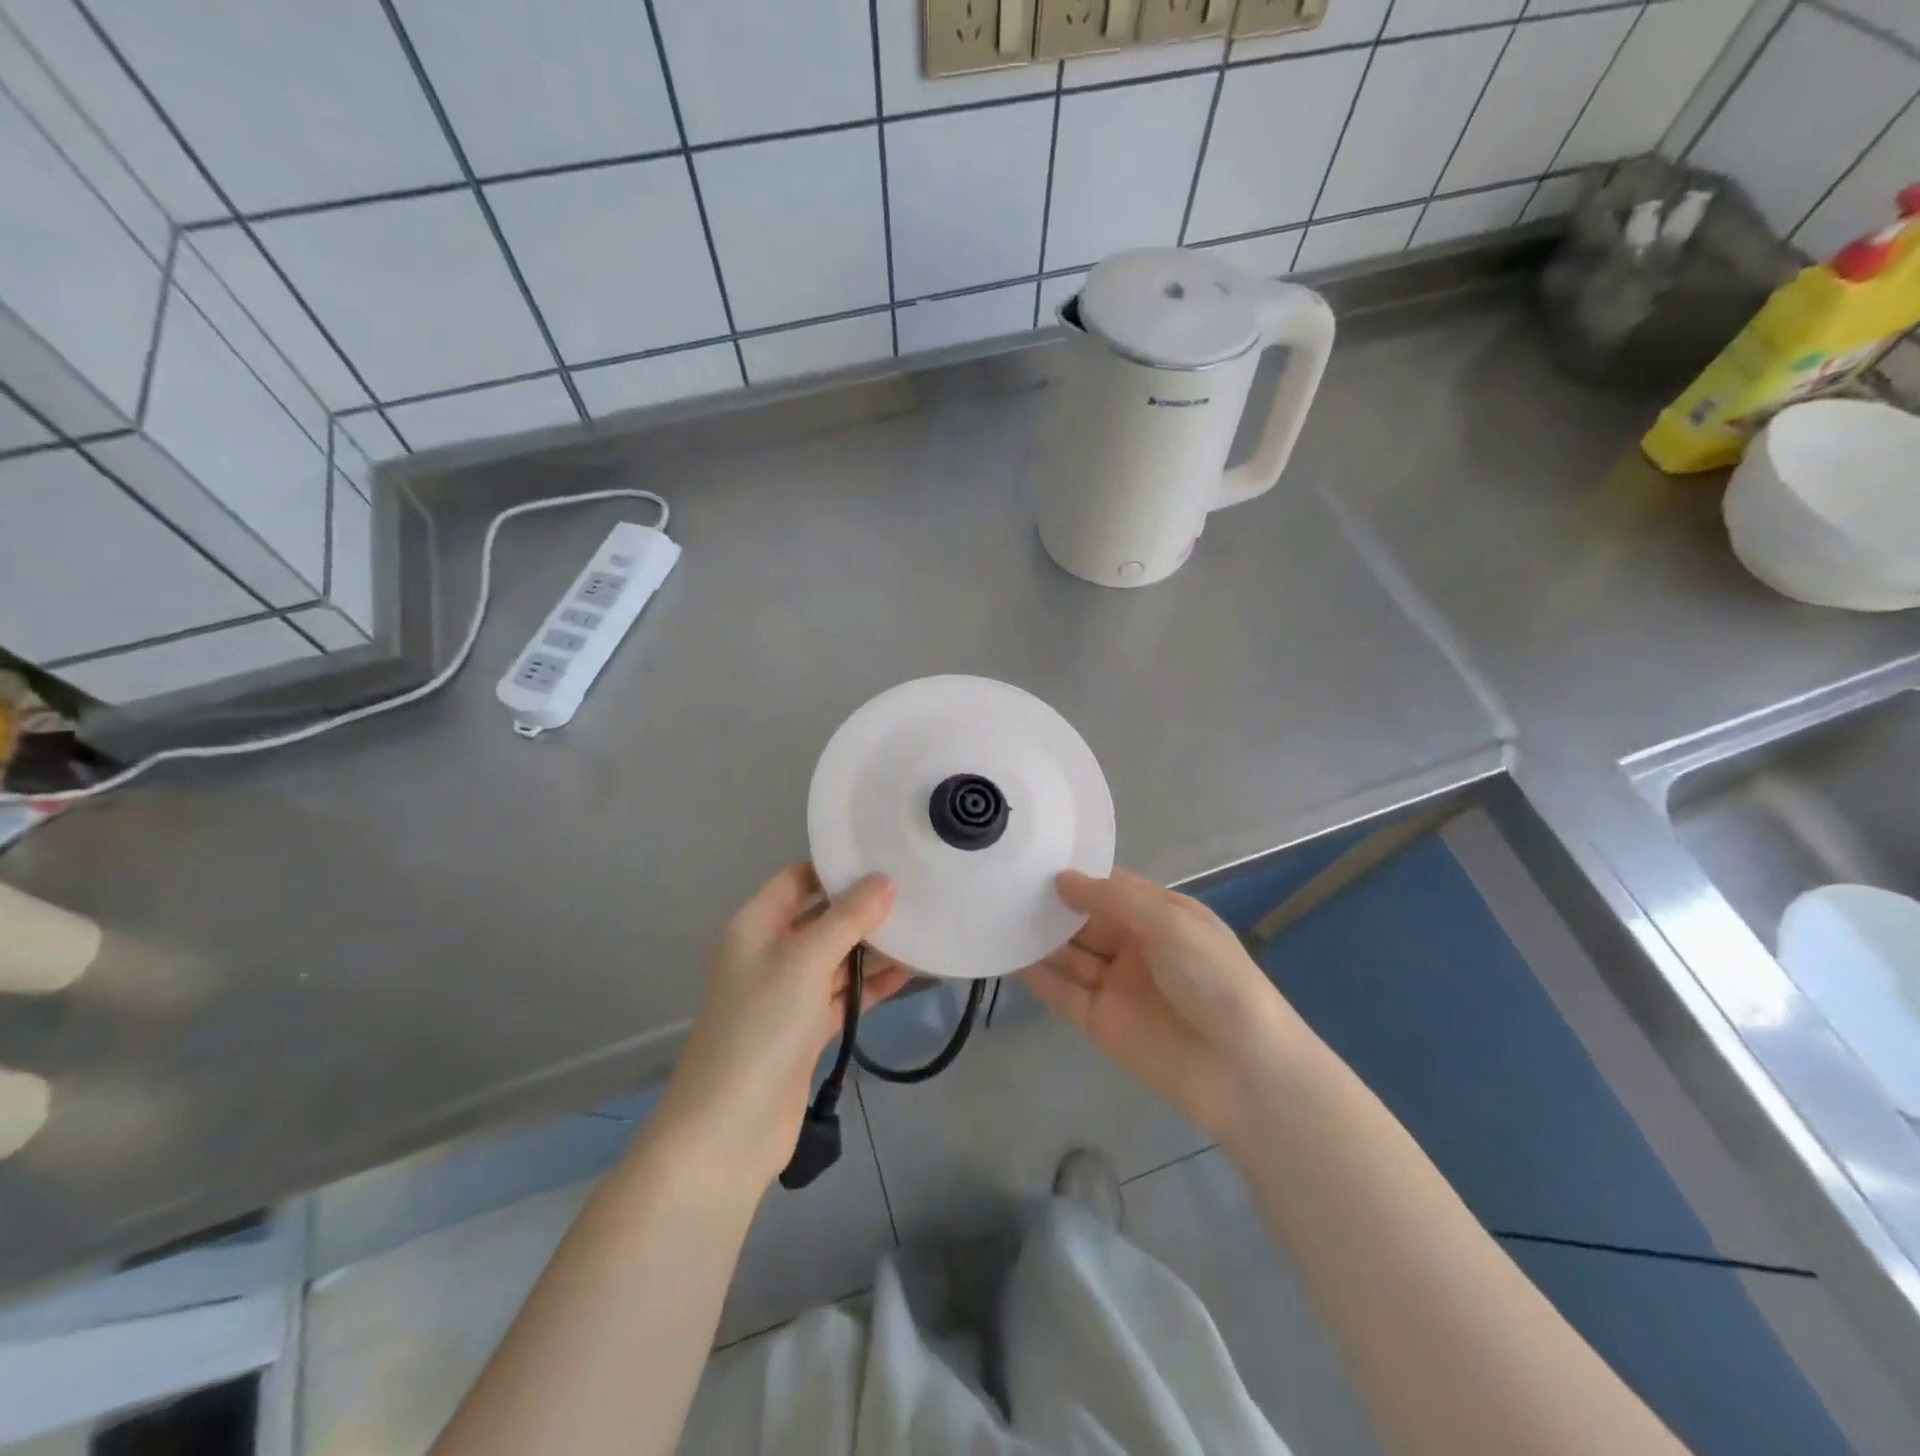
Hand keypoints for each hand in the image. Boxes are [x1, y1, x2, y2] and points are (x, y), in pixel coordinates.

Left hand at [655, 864, 908, 1190]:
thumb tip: (883, 881)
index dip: (834, 868)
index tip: (881, 857)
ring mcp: (788, 995)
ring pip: (836, 959)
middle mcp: (769, 954)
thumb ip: (847, 918)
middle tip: (914, 890)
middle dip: (862, 908)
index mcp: (755, 927)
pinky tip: (912, 971)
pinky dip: (872, 984)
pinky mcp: (806, 1030)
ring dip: (873, 947)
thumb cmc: (762, 1025)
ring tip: (923, 925)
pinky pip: (843, 995)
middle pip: (820, 919)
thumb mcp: (805, 960)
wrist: (730, 1127)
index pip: (796, 880)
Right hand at [1023, 869, 1304, 1137]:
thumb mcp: (1170, 923)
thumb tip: (1062, 878)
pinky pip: (1064, 994)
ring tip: (997, 916)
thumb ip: (1113, 899)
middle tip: (1003, 886)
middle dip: (1051, 906)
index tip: (1033, 857)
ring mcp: (1117, 986)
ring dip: (1039, 940)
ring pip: (1069, 956)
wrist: (1243, 1069)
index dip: (1077, 874)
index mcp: (1160, 916)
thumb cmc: (1214, 979)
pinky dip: (1038, 978)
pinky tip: (1008, 959)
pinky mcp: (1101, 1023)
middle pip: (1084, 920)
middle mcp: (1136, 946)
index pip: (1111, 887)